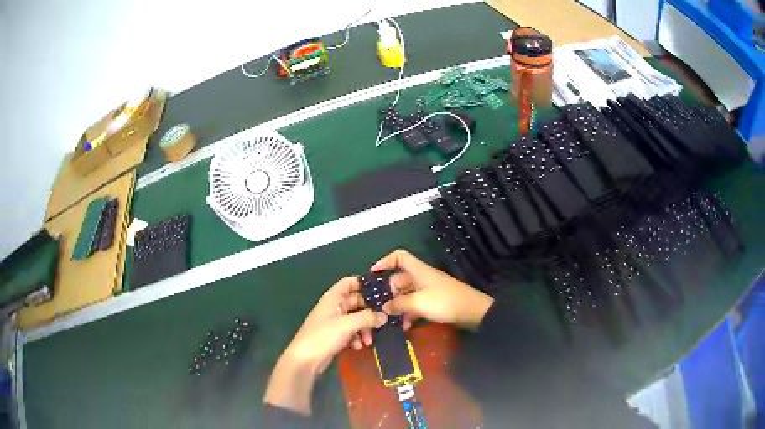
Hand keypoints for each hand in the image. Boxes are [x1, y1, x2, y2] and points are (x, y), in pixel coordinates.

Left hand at [264, 276, 386, 414]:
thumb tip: (384, 316)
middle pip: (355, 302)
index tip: (381, 291)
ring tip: (369, 340)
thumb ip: (367, 318)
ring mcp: (333, 323)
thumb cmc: (323, 337)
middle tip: (383, 319)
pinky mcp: (334, 337)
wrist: (305, 361)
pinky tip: (359, 346)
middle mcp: (333, 308)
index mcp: (332, 298)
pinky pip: (351, 332)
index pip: (349, 282)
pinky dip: (357, 337)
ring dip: (364, 328)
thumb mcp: (347, 325)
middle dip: (369, 311)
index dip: (363, 284)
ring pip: (355, 319)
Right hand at [372, 249, 493, 329]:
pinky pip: (415, 305)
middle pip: (399, 279)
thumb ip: (398, 304)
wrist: (472, 311)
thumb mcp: (418, 303)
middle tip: (380, 308)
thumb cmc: (444, 301)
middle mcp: (421, 277)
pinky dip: (409, 313)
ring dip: (398, 307)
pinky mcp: (433, 302)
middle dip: (389, 294)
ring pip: (406, 295)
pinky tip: (406, 326)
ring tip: (391, 321)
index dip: (384, 261)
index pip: (399, 256)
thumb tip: (384, 307)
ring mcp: (428, 290)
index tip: (373, 274)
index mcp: (418, 271)